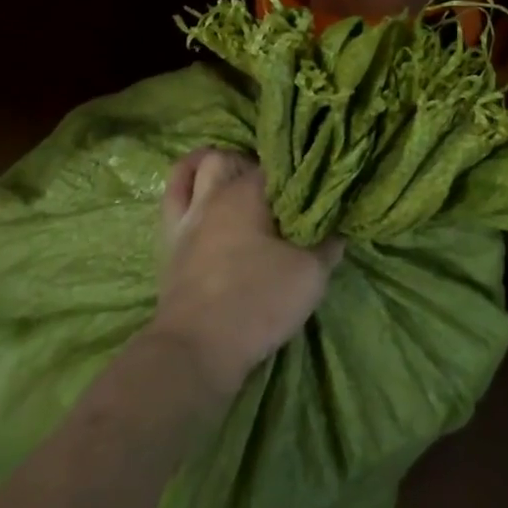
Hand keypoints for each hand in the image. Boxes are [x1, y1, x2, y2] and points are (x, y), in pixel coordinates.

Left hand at [148, 149, 342, 398]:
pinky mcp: (169, 240)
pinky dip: (186, 186)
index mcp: (248, 192)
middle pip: (232, 158)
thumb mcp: (311, 274)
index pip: (278, 164)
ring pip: (196, 169)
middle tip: (277, 188)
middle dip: (254, 165)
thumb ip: (328, 243)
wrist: (197, 349)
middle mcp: (214, 194)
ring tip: (236, 180)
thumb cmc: (257, 302)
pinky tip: (201, 195)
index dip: (298, 170)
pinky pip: (173, 197)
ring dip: (216, 168)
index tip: (314, 183)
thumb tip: (339, 223)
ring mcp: (187, 215)